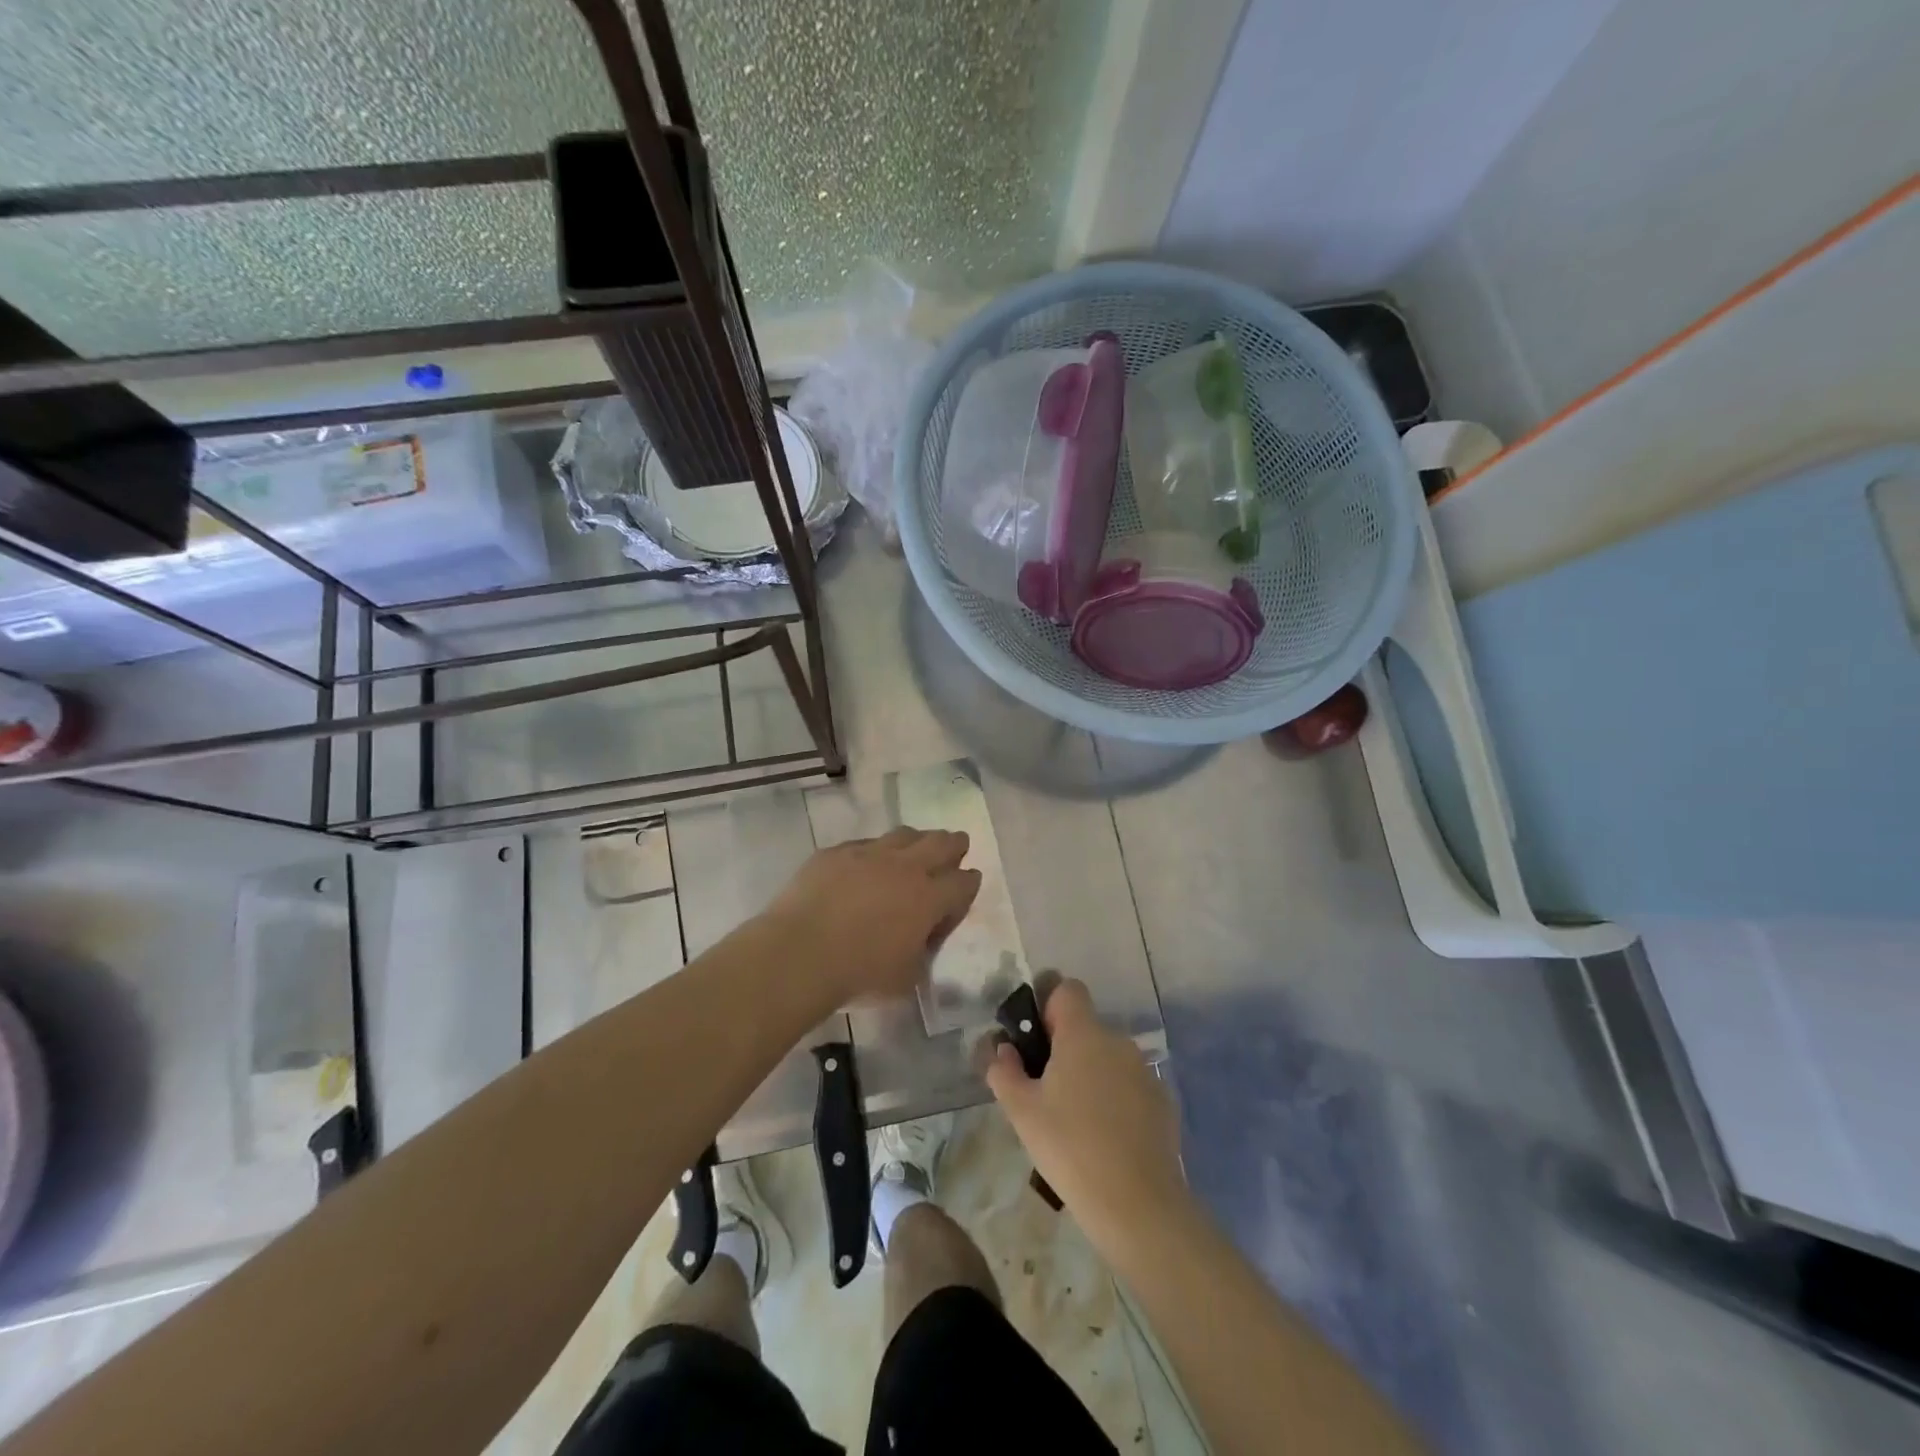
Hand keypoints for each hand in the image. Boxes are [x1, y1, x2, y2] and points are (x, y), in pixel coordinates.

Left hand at [764, 828, 981, 1003]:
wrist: (799, 954)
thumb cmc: (858, 974)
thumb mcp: (906, 978)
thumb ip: (922, 953)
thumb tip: (921, 940)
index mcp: (929, 899)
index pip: (964, 882)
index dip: (969, 884)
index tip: (966, 887)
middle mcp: (905, 867)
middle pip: (941, 843)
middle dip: (954, 845)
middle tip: (956, 845)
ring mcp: (869, 853)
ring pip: (904, 835)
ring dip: (916, 840)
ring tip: (915, 847)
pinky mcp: (836, 852)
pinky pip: (864, 843)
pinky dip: (874, 851)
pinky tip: (866, 863)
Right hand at [986, 979, 1186, 1250]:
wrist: (1138, 1204)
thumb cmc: (1070, 1148)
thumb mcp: (1022, 1111)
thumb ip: (1004, 1071)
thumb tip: (1002, 1048)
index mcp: (1083, 1034)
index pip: (1067, 989)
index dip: (1048, 1005)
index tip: (1035, 1041)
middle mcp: (1118, 1041)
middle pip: (1086, 1027)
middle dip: (1065, 1048)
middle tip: (1045, 1090)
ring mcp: (1144, 1071)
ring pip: (1108, 1058)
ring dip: (1090, 1074)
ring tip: (1075, 1120)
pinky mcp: (1162, 1101)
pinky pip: (1129, 1085)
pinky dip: (1115, 1099)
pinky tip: (1105, 1138)